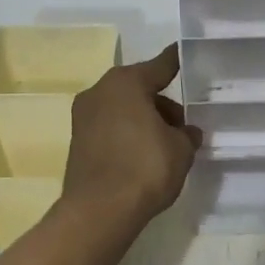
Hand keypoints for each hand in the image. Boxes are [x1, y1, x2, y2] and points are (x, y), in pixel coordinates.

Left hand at [62, 44, 201, 228]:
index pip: (160, 65)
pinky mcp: (77, 141)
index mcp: (126, 82)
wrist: (99, 211)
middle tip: (183, 126)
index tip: (185, 53)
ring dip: (144, 120)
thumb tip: (185, 132)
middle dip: (162, 104)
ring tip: (166, 146)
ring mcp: (83, 116)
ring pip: (123, 109)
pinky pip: (111, 128)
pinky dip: (128, 135)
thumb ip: (186, 134)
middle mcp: (100, 91)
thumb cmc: (145, 168)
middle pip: (139, 89)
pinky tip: (144, 156)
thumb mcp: (181, 149)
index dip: (177, 62)